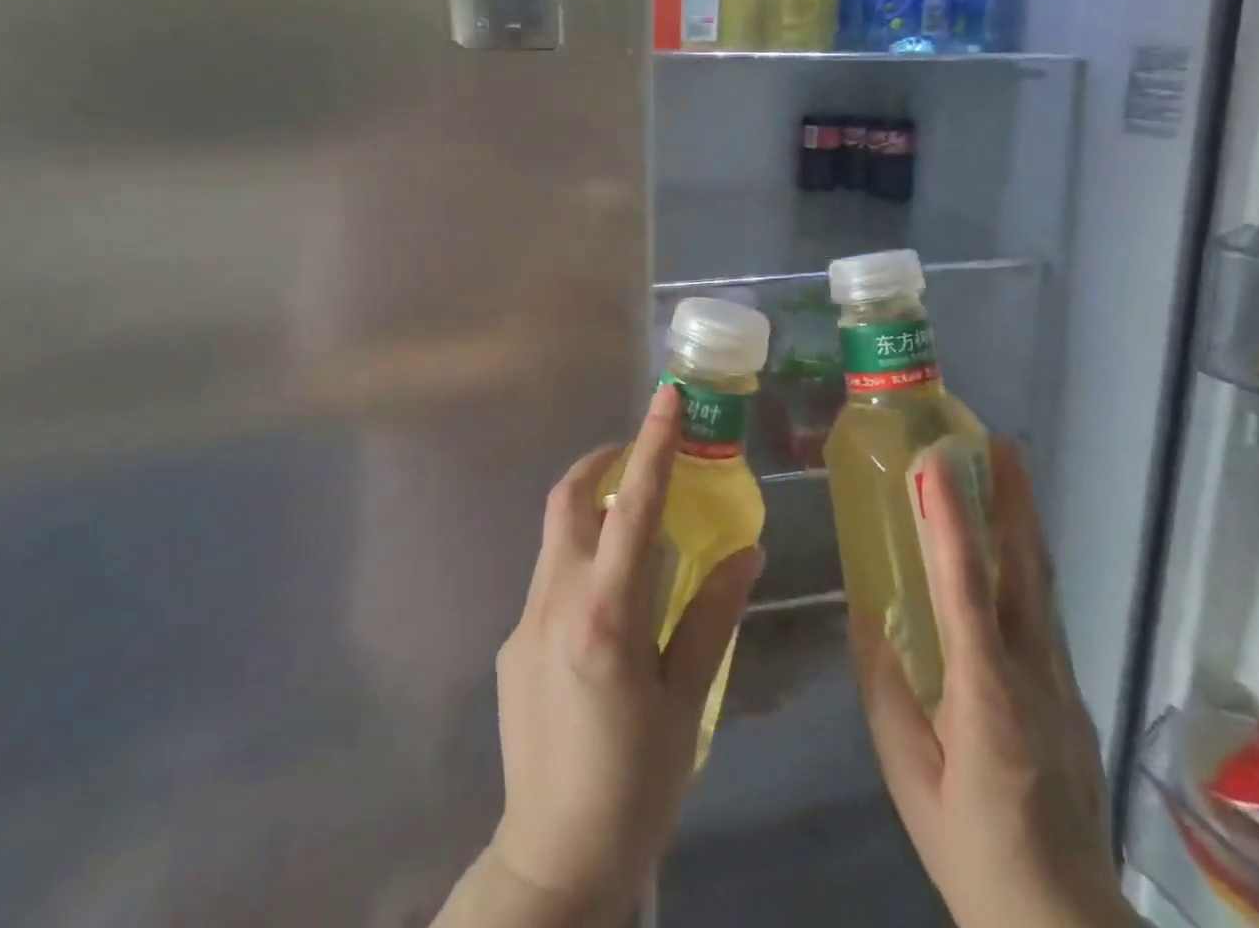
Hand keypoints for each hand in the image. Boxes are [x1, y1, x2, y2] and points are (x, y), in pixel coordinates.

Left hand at [481, 384, 763, 921]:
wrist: (552, 860)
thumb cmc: (636, 782)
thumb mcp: (687, 699)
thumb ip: (713, 614)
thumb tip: (748, 552)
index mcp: (605, 615)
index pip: (635, 508)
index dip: (654, 446)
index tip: (667, 398)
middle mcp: (555, 603)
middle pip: (570, 501)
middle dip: (604, 462)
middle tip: (642, 457)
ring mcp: (524, 622)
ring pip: (557, 536)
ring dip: (594, 511)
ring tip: (637, 529)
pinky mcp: (511, 644)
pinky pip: (550, 578)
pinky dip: (581, 561)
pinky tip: (610, 606)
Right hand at [852, 439, 1131, 927]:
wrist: (1067, 927)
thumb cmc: (974, 855)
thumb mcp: (909, 781)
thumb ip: (886, 693)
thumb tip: (866, 616)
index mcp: (986, 698)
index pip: (966, 590)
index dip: (951, 522)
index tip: (937, 464)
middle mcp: (1034, 675)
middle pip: (1025, 570)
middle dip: (1013, 500)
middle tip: (999, 443)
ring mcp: (1062, 682)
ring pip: (1042, 585)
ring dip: (1024, 522)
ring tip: (1008, 473)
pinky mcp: (1072, 693)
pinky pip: (1044, 611)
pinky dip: (1026, 563)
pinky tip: (1009, 549)